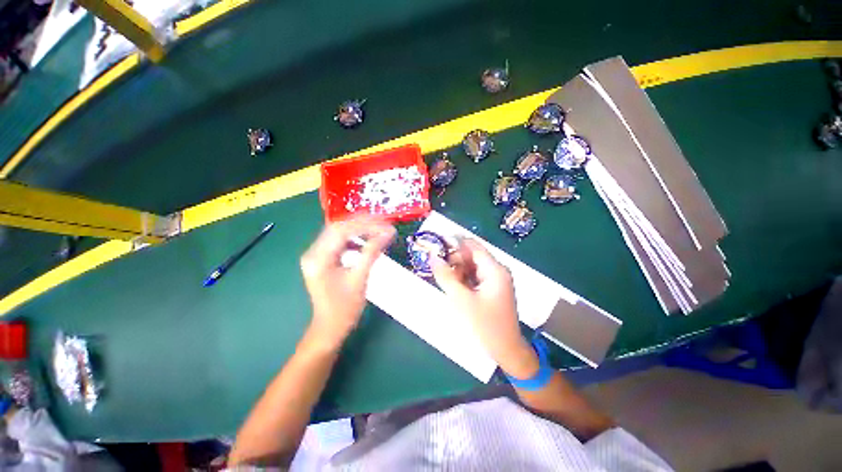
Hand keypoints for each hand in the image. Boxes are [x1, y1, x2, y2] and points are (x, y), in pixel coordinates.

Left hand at [300, 217, 395, 348]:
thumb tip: (388, 233)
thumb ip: (372, 252)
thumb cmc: (344, 307)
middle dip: (362, 223)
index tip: (385, 224)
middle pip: (338, 228)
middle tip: (383, 222)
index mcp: (318, 258)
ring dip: (359, 229)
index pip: (341, 231)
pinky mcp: (323, 260)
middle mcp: (313, 252)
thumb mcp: (360, 278)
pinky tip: (366, 241)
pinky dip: (354, 239)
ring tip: (378, 229)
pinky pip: (339, 243)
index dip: (365, 225)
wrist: (330, 328)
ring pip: (339, 233)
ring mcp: (317, 255)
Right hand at [431, 239, 537, 377]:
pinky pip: (474, 278)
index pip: (472, 246)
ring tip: (447, 284)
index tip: (435, 246)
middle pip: (471, 256)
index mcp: (494, 269)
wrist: (506, 351)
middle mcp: (497, 271)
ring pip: (471, 268)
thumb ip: (446, 276)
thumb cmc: (485, 325)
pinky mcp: (491, 290)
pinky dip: (463, 280)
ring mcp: (495, 281)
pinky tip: (455, 290)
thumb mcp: (461, 300)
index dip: (454, 243)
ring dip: (457, 272)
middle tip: (438, 271)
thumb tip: (433, 257)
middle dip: (454, 261)